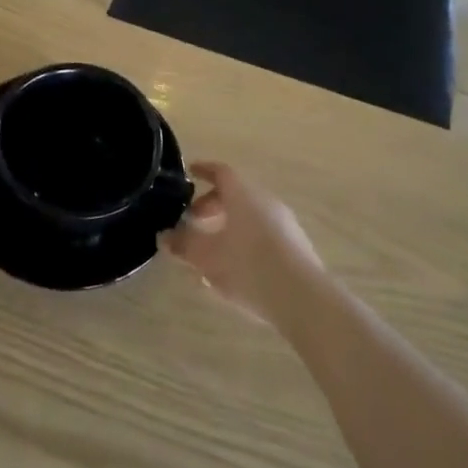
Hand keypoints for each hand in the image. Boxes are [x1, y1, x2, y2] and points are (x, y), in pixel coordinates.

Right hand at [161, 162, 323, 324]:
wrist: (302, 298)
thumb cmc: (248, 266)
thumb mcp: (206, 257)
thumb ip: (183, 244)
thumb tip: (165, 236)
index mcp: (243, 194)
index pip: (221, 172)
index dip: (204, 170)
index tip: (191, 172)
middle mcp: (266, 201)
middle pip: (236, 194)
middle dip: (212, 205)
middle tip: (193, 221)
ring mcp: (285, 224)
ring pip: (250, 215)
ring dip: (228, 226)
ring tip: (211, 250)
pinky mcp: (296, 246)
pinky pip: (263, 234)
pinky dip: (245, 241)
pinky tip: (235, 268)